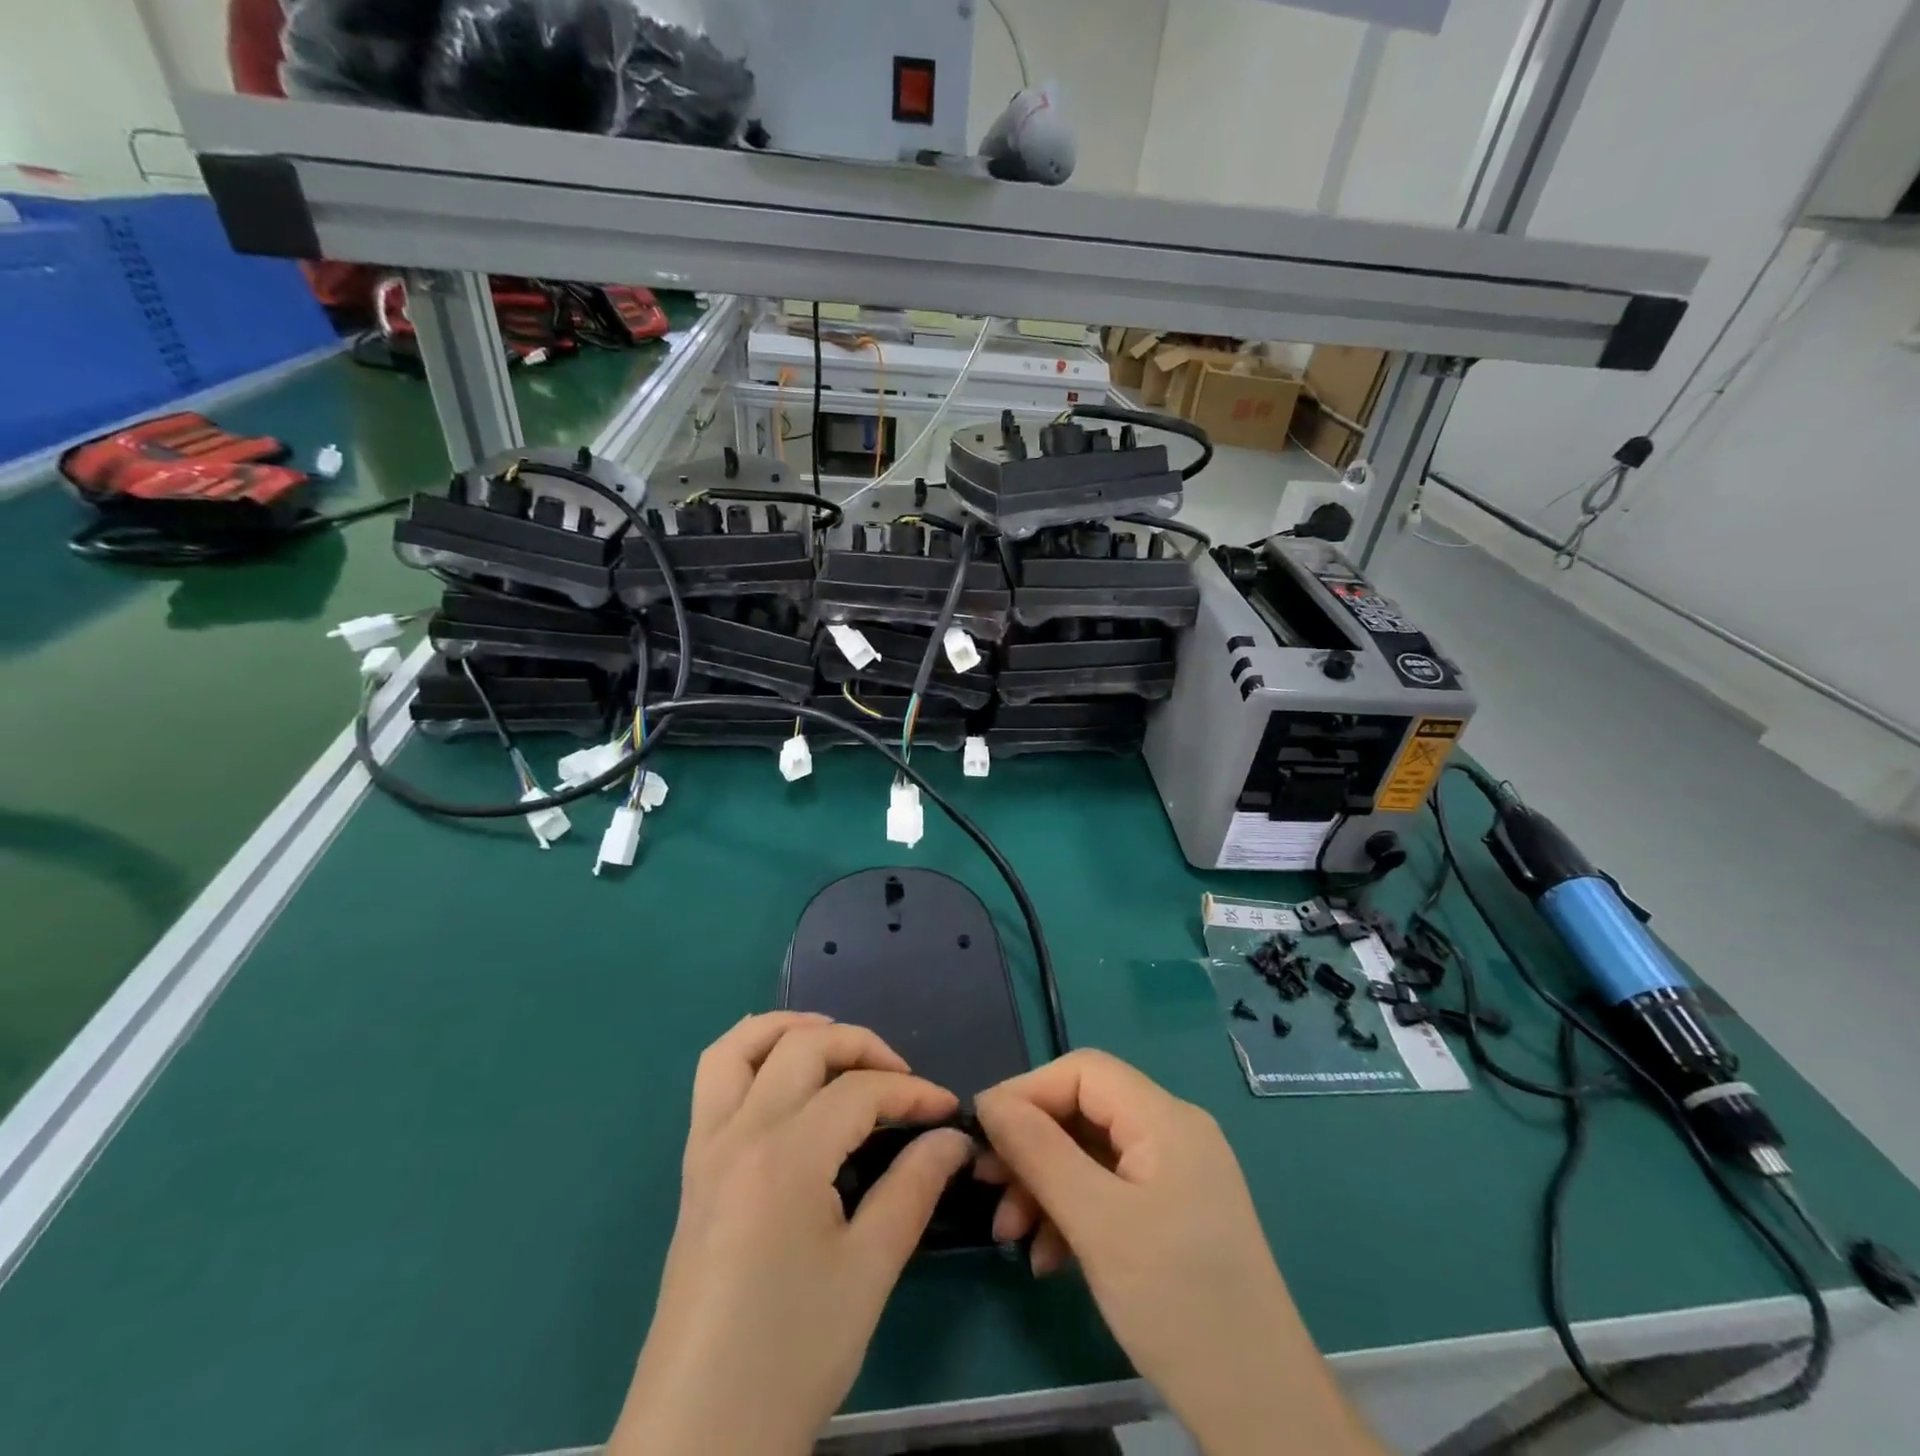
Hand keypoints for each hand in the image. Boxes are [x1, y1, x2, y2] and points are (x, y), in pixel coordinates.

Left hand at [611, 1013, 974, 1455]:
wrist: (697, 1439)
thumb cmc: (791, 1355)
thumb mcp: (868, 1272)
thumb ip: (914, 1188)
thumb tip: (951, 1138)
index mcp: (786, 1155)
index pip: (860, 1092)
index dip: (913, 1093)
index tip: (949, 1111)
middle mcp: (740, 1133)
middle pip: (803, 1047)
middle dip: (861, 1046)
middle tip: (901, 1077)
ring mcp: (707, 1149)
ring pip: (739, 1047)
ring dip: (790, 1028)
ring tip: (835, 1042)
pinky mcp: (692, 1171)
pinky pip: (713, 1082)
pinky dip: (751, 1055)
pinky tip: (785, 1081)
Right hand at [974, 1050, 1379, 1455]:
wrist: (1262, 1414)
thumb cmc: (1177, 1304)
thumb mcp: (1096, 1223)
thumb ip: (1038, 1152)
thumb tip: (989, 1102)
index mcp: (1166, 1118)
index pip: (1083, 1071)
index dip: (1028, 1091)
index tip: (982, 1132)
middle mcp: (1174, 1132)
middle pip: (1085, 1111)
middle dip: (1032, 1146)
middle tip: (988, 1187)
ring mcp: (1177, 1174)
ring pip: (1091, 1154)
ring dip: (1046, 1185)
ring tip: (1011, 1234)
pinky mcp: (1174, 1214)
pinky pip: (1110, 1190)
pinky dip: (1073, 1212)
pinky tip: (1048, 1258)